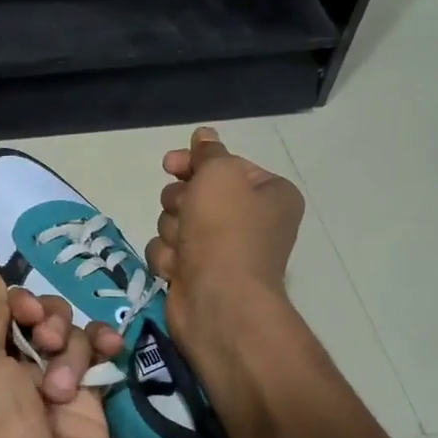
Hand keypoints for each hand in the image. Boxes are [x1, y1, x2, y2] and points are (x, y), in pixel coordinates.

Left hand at [0, 252, 123, 437]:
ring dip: (70, 347)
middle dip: (45, 318)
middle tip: (45, 345)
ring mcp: (54, 387)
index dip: (14, 300)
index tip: (21, 312)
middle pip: (38, 315)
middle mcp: (13, 371)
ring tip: (63, 387)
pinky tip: (112, 347)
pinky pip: (99, 358)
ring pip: (70, 333)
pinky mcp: (91, 403)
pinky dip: (105, 345)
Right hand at [146, 126, 304, 353]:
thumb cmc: (225, 231)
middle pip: (195, 193)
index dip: (195, 163)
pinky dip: (169, 258)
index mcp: (268, 194)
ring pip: (175, 222)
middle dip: (180, 202)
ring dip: (173, 230)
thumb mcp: (219, 174)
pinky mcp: (196, 274)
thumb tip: (204, 136)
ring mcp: (221, 250)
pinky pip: (169, 252)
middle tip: (186, 212)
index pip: (224, 166)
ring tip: (185, 247)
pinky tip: (178, 269)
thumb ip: (209, 153)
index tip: (171, 164)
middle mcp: (249, 221)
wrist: (218, 301)